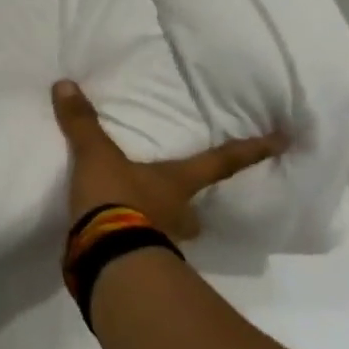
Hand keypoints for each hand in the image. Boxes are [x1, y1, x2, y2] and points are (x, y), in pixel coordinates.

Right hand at [52, 80, 286, 241]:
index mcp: (176, 183)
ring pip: (171, 233)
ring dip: (160, 226)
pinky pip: (140, 249)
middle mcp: (178, 214)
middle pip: (195, 210)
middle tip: (182, 202)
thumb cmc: (116, 199)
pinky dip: (130, 242)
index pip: (220, 162)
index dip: (250, 150)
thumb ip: (82, 123)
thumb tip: (65, 84)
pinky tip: (112, 237)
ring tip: (139, 218)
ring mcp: (161, 243)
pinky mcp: (139, 264)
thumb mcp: (95, 156)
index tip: (283, 142)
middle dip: (190, 207)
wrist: (105, 255)